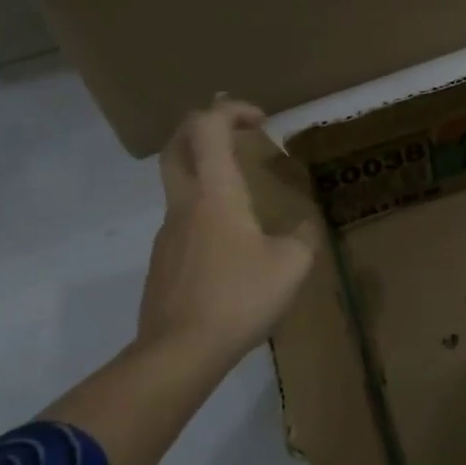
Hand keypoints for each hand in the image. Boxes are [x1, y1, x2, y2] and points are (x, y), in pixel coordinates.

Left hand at [138, 99, 315, 365]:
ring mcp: (168, 234)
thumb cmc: (237, 298)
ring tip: (244, 198)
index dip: (231, 110)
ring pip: (179, 185)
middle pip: (178, 145)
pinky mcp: (163, 262)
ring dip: (206, 173)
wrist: (178, 354)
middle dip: (204, 128)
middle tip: (235, 134)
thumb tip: (302, 228)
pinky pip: (183, 222)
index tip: (260, 121)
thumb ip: (302, 237)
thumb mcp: (291, 266)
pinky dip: (204, 213)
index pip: (208, 126)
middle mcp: (185, 204)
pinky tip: (231, 248)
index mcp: (215, 193)